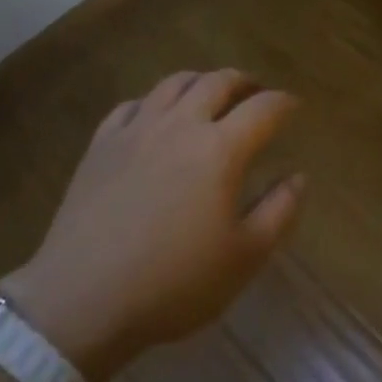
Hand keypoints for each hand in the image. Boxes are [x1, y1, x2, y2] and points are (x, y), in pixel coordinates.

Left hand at [0, 70, 302, 381]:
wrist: (82, 300)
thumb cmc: (172, 284)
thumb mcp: (242, 259)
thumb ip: (278, 212)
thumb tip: (298, 176)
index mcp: (220, 149)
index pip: (263, 108)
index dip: (283, 103)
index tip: (293, 106)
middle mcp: (181, 124)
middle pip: (218, 81)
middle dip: (244, 82)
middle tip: (254, 92)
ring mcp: (137, 128)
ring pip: (175, 82)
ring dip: (201, 81)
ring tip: (209, 94)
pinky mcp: (102, 142)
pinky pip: (133, 104)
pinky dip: (154, 102)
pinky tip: (155, 117)